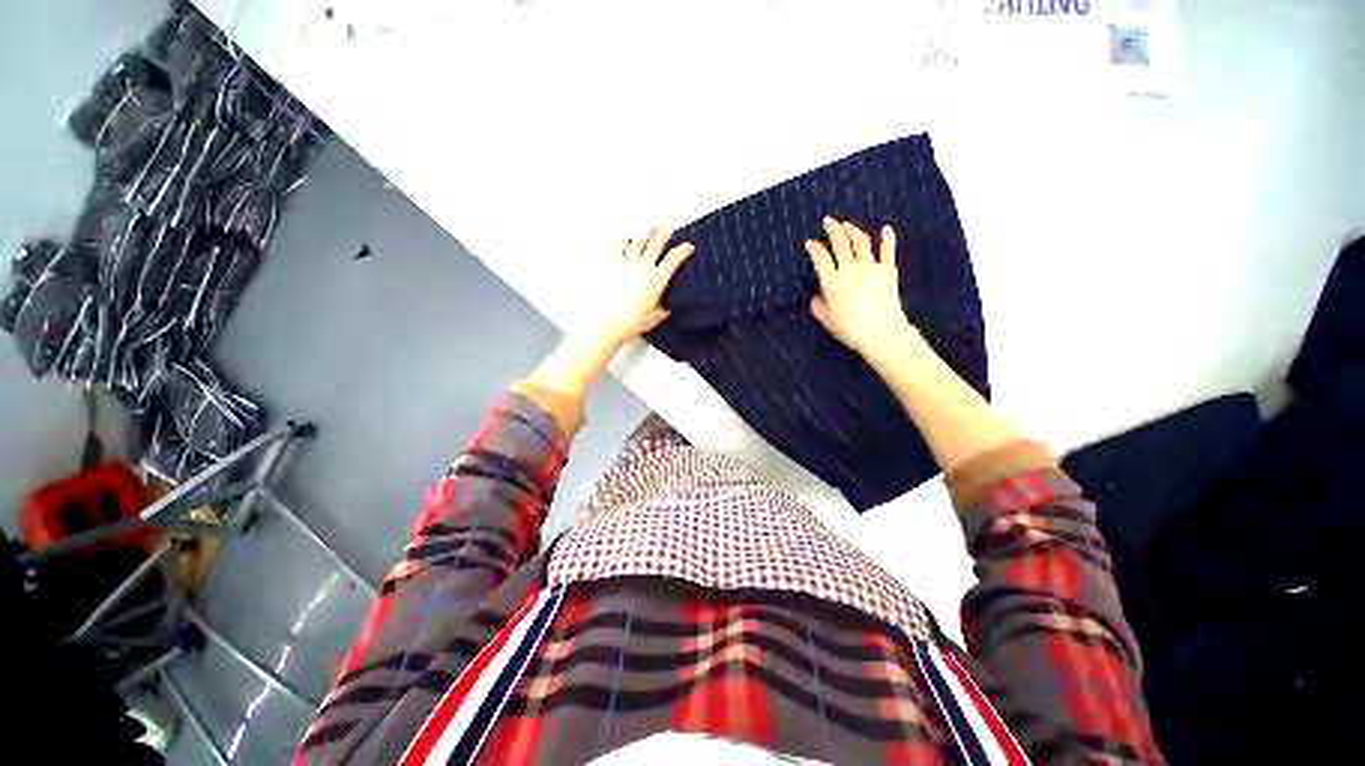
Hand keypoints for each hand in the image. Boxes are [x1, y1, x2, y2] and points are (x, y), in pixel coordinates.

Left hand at [573, 228, 694, 352]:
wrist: (605, 325)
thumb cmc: (628, 324)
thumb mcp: (654, 319)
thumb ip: (664, 310)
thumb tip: (668, 308)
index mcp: (655, 281)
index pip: (674, 259)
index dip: (683, 250)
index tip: (688, 247)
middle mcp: (641, 268)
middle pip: (656, 242)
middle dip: (664, 234)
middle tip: (667, 231)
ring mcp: (624, 264)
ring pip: (637, 240)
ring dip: (645, 234)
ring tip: (648, 233)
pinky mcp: (609, 265)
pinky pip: (616, 244)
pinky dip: (622, 239)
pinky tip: (624, 240)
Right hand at [805, 217, 920, 364]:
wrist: (881, 333)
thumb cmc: (849, 329)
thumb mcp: (825, 319)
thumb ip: (817, 305)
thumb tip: (817, 296)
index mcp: (832, 282)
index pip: (820, 258)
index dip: (813, 248)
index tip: (809, 243)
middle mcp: (850, 270)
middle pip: (840, 243)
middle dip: (833, 229)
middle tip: (828, 220)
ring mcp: (870, 268)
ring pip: (861, 242)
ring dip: (853, 229)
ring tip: (847, 224)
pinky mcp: (888, 270)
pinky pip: (888, 250)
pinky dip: (887, 238)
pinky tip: (886, 228)